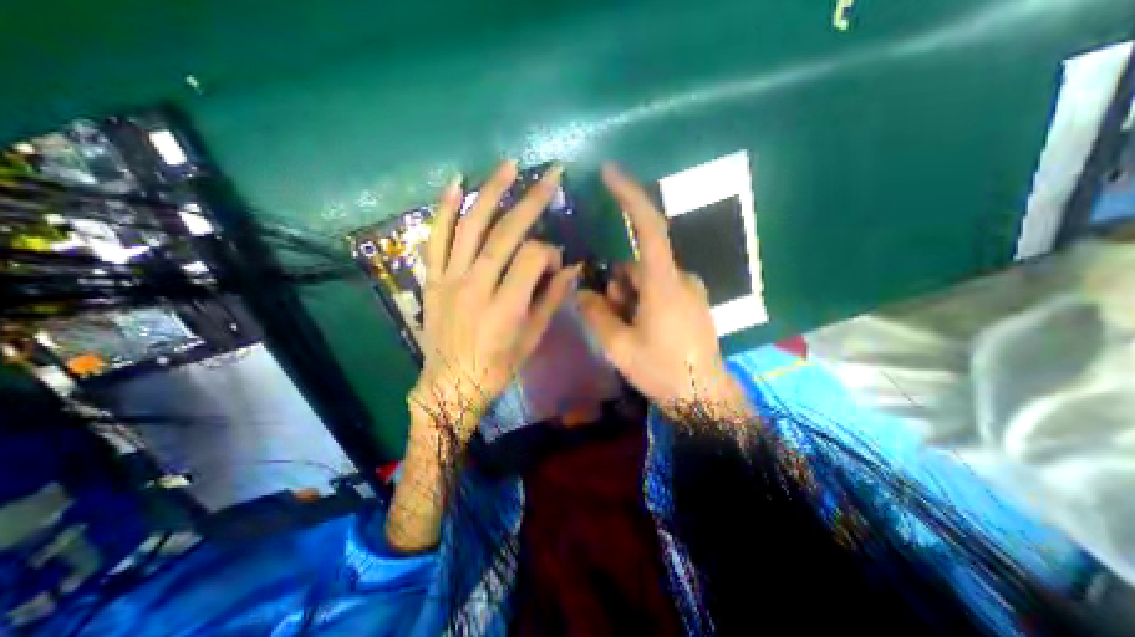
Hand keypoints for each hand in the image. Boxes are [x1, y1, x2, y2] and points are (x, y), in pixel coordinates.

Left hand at [414, 160, 580, 438]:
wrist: (451, 383)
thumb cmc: (497, 366)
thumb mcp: (532, 338)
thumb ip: (551, 299)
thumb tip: (572, 268)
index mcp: (506, 306)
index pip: (533, 258)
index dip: (550, 253)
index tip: (556, 262)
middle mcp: (476, 286)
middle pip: (505, 233)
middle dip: (531, 201)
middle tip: (551, 175)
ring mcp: (449, 279)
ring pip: (471, 226)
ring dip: (491, 192)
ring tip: (509, 166)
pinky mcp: (432, 278)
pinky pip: (436, 238)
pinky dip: (444, 209)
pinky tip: (456, 183)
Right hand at [579, 161, 751, 415]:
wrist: (703, 396)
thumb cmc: (662, 370)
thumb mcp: (619, 346)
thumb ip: (598, 314)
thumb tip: (585, 291)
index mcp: (664, 284)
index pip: (649, 227)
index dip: (630, 197)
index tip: (610, 173)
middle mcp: (681, 278)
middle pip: (638, 264)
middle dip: (617, 284)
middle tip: (609, 317)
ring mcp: (690, 290)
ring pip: (647, 279)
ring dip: (629, 296)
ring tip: (627, 331)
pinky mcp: (692, 302)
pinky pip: (661, 289)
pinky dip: (643, 301)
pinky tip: (643, 329)